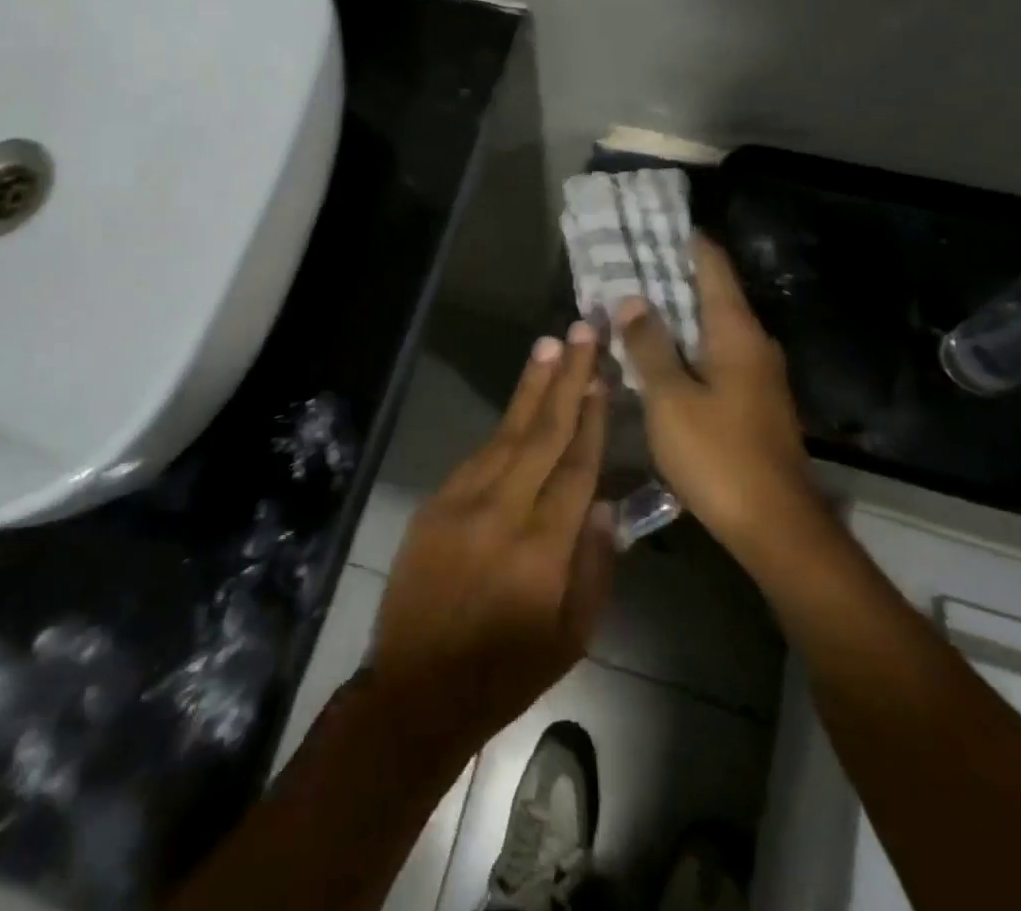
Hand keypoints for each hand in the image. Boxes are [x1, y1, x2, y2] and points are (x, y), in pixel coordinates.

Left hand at [368, 323, 616, 760]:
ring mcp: (462, 501)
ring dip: (531, 387)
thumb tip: (602, 502)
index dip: (591, 418)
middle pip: (542, 433)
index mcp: (542, 549)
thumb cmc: (506, 671)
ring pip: (506, 433)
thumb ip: (593, 567)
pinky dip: (504, 426)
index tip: (604, 376)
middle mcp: (502, 512)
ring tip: (551, 347)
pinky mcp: (436, 502)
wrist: (417, 687)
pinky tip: (520, 402)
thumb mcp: (571, 638)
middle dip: (565, 379)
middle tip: (581, 332)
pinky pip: (479, 455)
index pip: (575, 468)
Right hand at [616, 236, 819, 567]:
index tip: (649, 225)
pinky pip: (714, 358)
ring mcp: (758, 376)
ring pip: (710, 329)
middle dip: (669, 279)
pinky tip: (655, 358)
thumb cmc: (719, 455)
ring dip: (674, 317)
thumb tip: (632, 299)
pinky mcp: (754, 403)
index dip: (683, 242)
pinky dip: (685, 348)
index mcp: (736, 333)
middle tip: (623, 268)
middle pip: (711, 295)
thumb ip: (649, 346)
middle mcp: (753, 345)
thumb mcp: (670, 399)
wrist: (777, 528)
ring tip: (630, 309)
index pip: (712, 266)